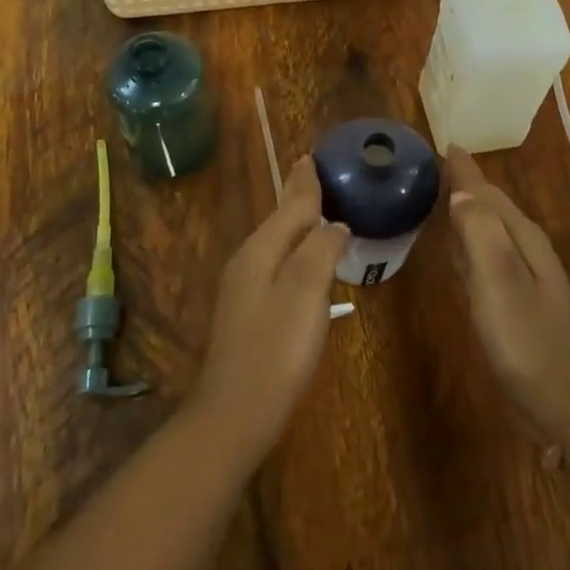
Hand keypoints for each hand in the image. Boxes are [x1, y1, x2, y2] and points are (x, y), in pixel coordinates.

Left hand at [190, 156, 348, 461]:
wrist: (235, 413)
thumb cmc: (276, 349)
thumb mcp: (305, 293)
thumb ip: (320, 250)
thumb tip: (334, 223)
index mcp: (260, 250)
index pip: (290, 206)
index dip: (305, 183)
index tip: (311, 157)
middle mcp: (247, 261)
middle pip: (279, 219)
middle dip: (296, 195)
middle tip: (309, 170)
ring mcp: (243, 289)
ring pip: (275, 241)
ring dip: (295, 221)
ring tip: (313, 206)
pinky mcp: (249, 313)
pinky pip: (275, 263)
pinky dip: (292, 248)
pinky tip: (302, 259)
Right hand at [447, 148, 569, 442]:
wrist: (564, 403)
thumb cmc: (526, 340)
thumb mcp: (498, 282)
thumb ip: (479, 233)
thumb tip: (460, 193)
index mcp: (522, 238)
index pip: (487, 192)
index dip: (464, 170)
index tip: (445, 145)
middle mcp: (526, 249)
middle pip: (491, 206)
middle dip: (466, 184)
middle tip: (438, 166)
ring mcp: (525, 276)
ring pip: (490, 229)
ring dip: (468, 210)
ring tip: (444, 195)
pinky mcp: (517, 301)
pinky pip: (487, 255)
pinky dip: (470, 242)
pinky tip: (458, 248)